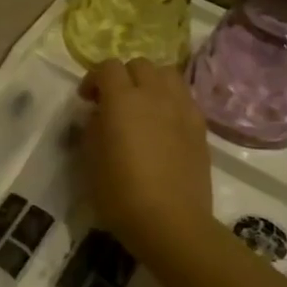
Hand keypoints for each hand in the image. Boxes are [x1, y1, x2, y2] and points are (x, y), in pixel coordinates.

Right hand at [78, 59, 214, 259]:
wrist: (171, 222)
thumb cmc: (120, 194)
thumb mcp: (90, 161)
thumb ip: (92, 128)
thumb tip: (100, 116)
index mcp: (122, 100)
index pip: (107, 67)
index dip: (93, 79)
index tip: (87, 100)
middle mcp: (154, 94)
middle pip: (139, 64)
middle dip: (123, 76)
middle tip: (113, 101)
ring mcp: (181, 108)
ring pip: (167, 74)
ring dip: (151, 82)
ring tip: (142, 105)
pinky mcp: (200, 126)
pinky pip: (184, 98)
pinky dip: (170, 100)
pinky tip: (163, 124)